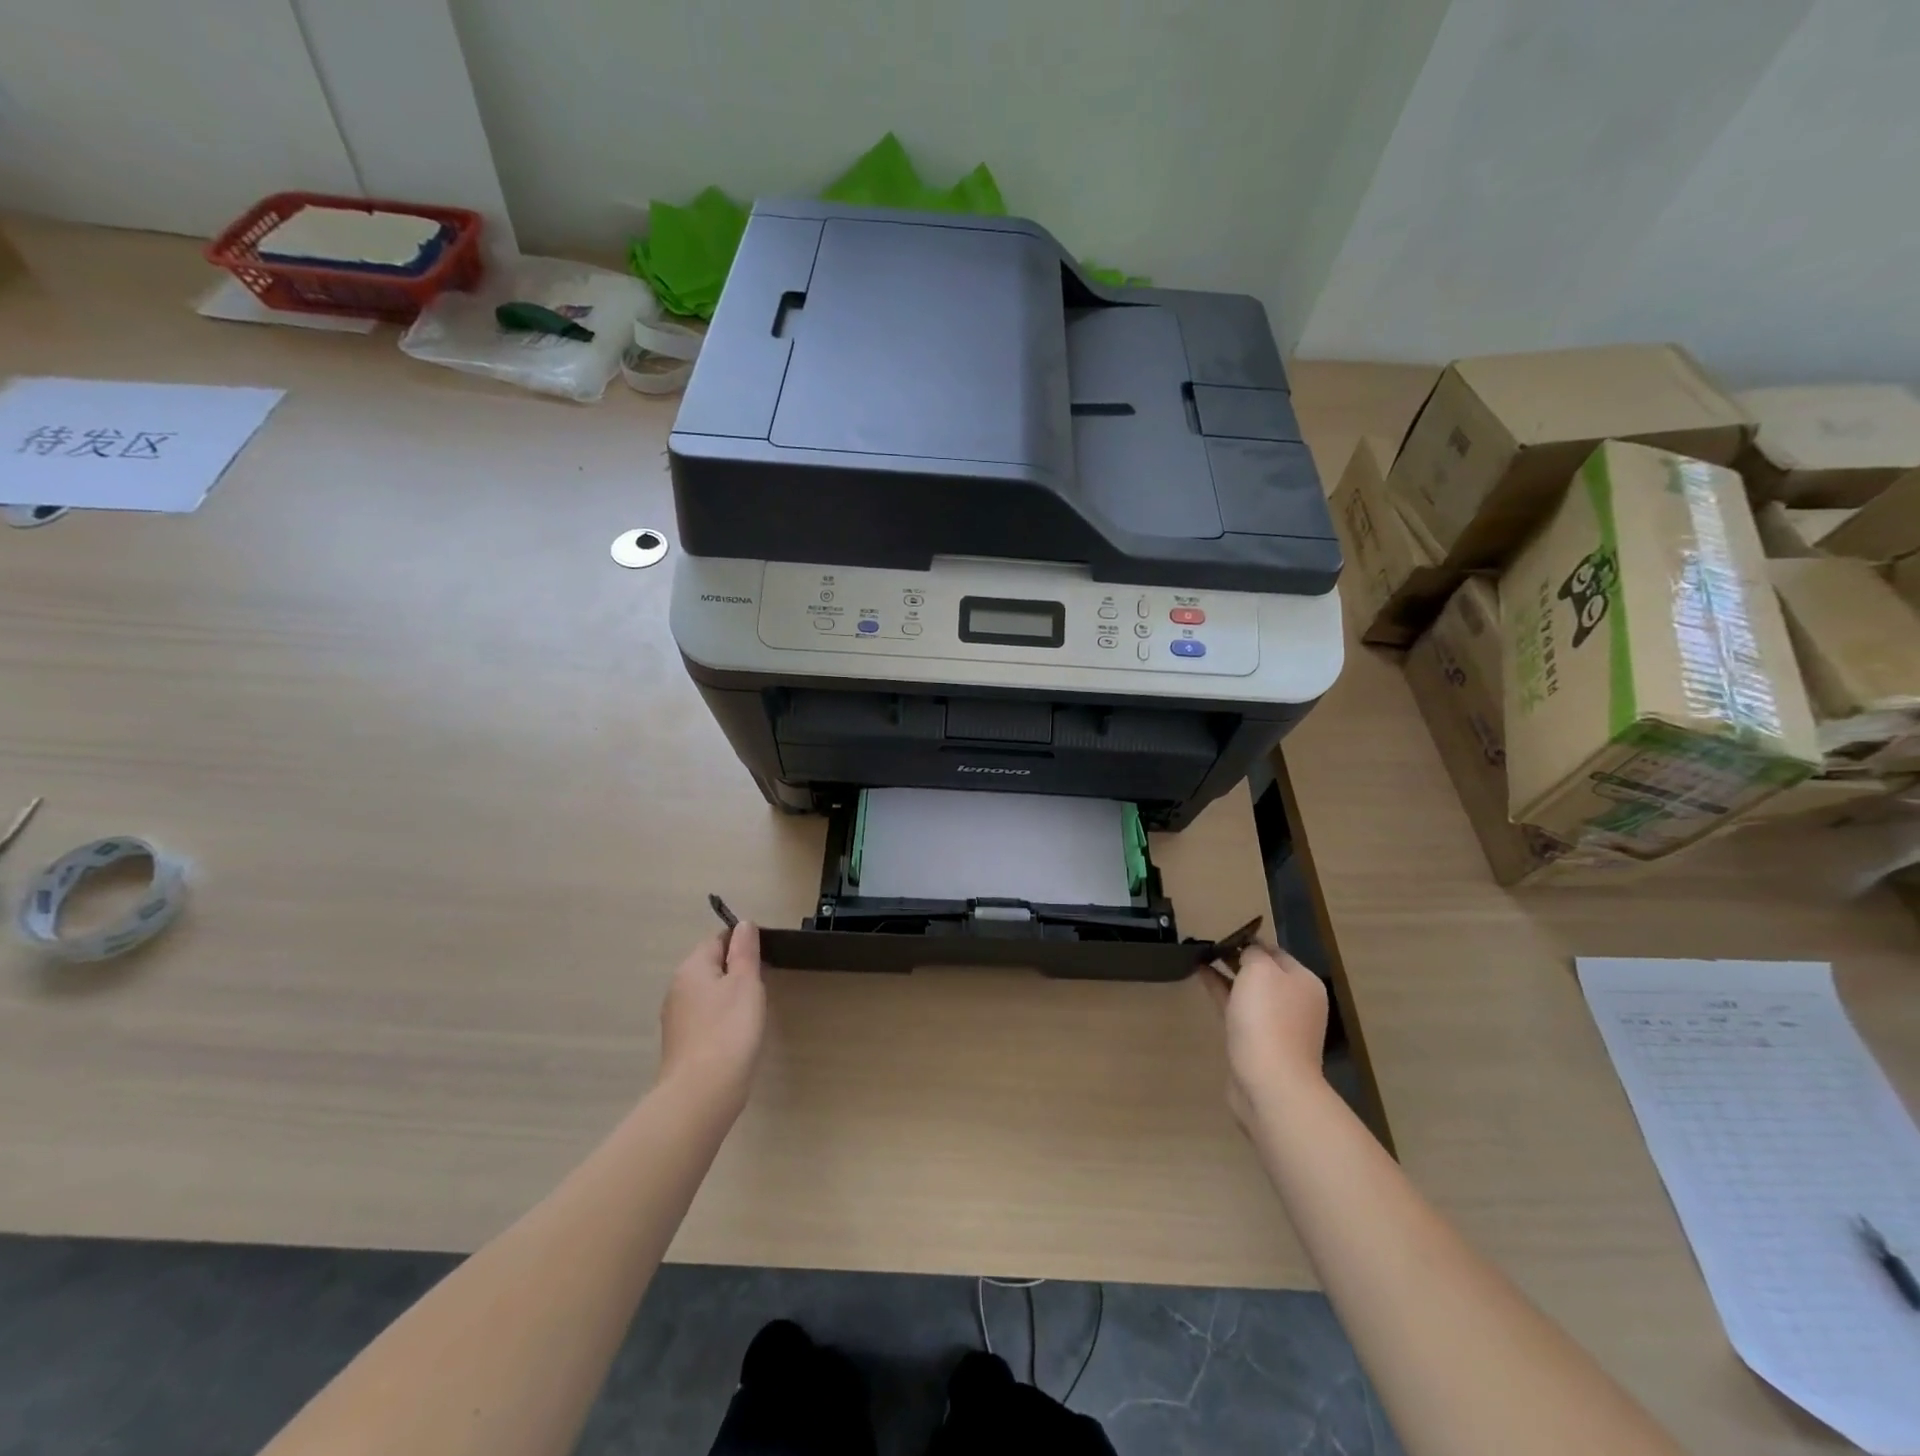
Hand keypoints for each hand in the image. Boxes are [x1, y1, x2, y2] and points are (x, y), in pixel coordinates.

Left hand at [657, 922, 765, 1115]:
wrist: (702, 1093)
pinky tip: (736, 1035)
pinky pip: (705, 1018)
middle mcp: (677, 988)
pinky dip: (721, 1019)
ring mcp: (676, 1018)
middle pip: (711, 966)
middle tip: (763, 985)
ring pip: (708, 993)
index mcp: (692, 968)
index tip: (765, 959)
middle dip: (737, 971)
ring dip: (729, 996)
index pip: (718, 940)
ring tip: (753, 1012)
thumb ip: (745, 951)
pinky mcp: (680, 1044)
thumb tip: (744, 924)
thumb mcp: (746, 983)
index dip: (742, 944)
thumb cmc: (730, 1030)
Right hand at [1202, 944, 1328, 1125]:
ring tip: (1201, 959)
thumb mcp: (1260, 971)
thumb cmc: (1268, 1018)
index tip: (1223, 934)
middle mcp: (1296, 1002)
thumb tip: (1249, 953)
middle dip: (1238, 958)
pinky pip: (1238, 1009)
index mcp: (1304, 982)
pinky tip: (1203, 979)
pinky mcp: (1258, 1043)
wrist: (1270, 1082)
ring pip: (1249, 992)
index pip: (1276, 951)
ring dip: (1228, 975)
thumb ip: (1253, 953)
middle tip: (1209, 946)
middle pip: (1264, 973)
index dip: (1250, 941)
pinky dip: (1222, 994)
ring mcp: (1278, 1025)